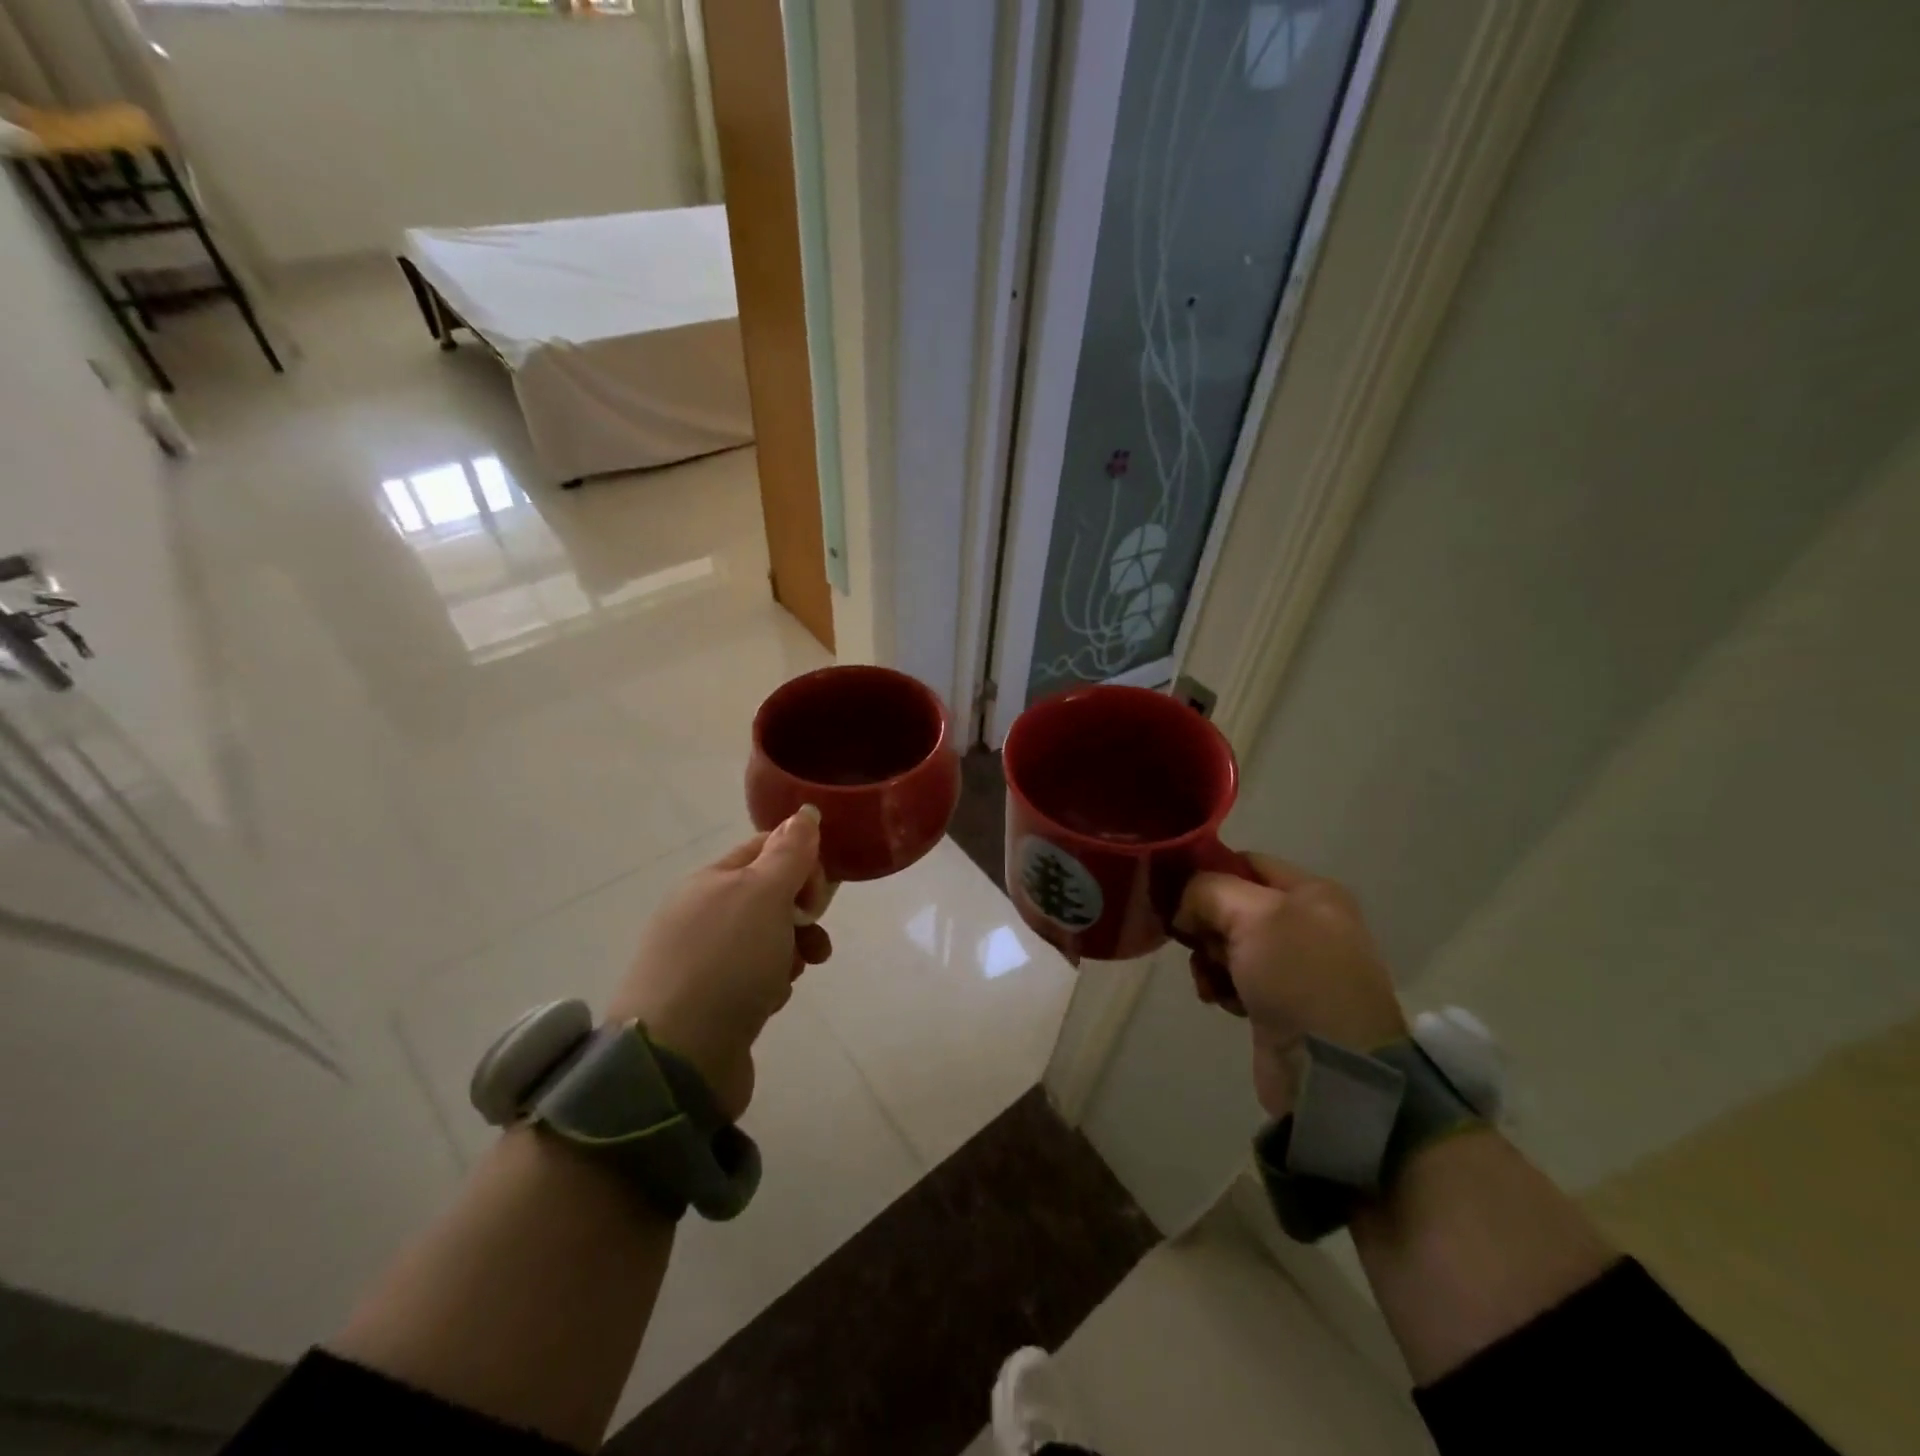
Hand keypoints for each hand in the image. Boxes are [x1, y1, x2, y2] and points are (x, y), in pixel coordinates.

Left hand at [604, 808, 831, 1120]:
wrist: (678, 1058)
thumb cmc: (727, 962)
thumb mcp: (764, 895)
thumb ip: (789, 853)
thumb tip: (806, 812)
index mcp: (710, 881)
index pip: (765, 849)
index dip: (800, 862)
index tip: (819, 892)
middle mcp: (701, 914)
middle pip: (768, 896)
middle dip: (801, 912)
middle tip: (813, 931)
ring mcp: (702, 960)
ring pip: (766, 939)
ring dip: (792, 950)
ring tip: (798, 971)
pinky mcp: (709, 1002)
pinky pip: (753, 978)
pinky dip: (770, 984)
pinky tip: (771, 1001)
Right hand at [1174, 855, 1406, 1119]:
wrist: (1333, 1069)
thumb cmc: (1297, 977)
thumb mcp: (1251, 915)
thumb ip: (1208, 891)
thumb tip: (1186, 910)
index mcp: (1312, 892)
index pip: (1246, 862)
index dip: (1209, 873)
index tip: (1177, 895)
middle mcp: (1306, 923)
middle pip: (1232, 905)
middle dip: (1206, 924)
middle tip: (1199, 945)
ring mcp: (1294, 966)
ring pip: (1227, 944)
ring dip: (1209, 959)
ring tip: (1211, 981)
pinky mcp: (1280, 1002)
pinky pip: (1234, 978)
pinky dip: (1221, 986)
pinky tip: (1221, 1001)